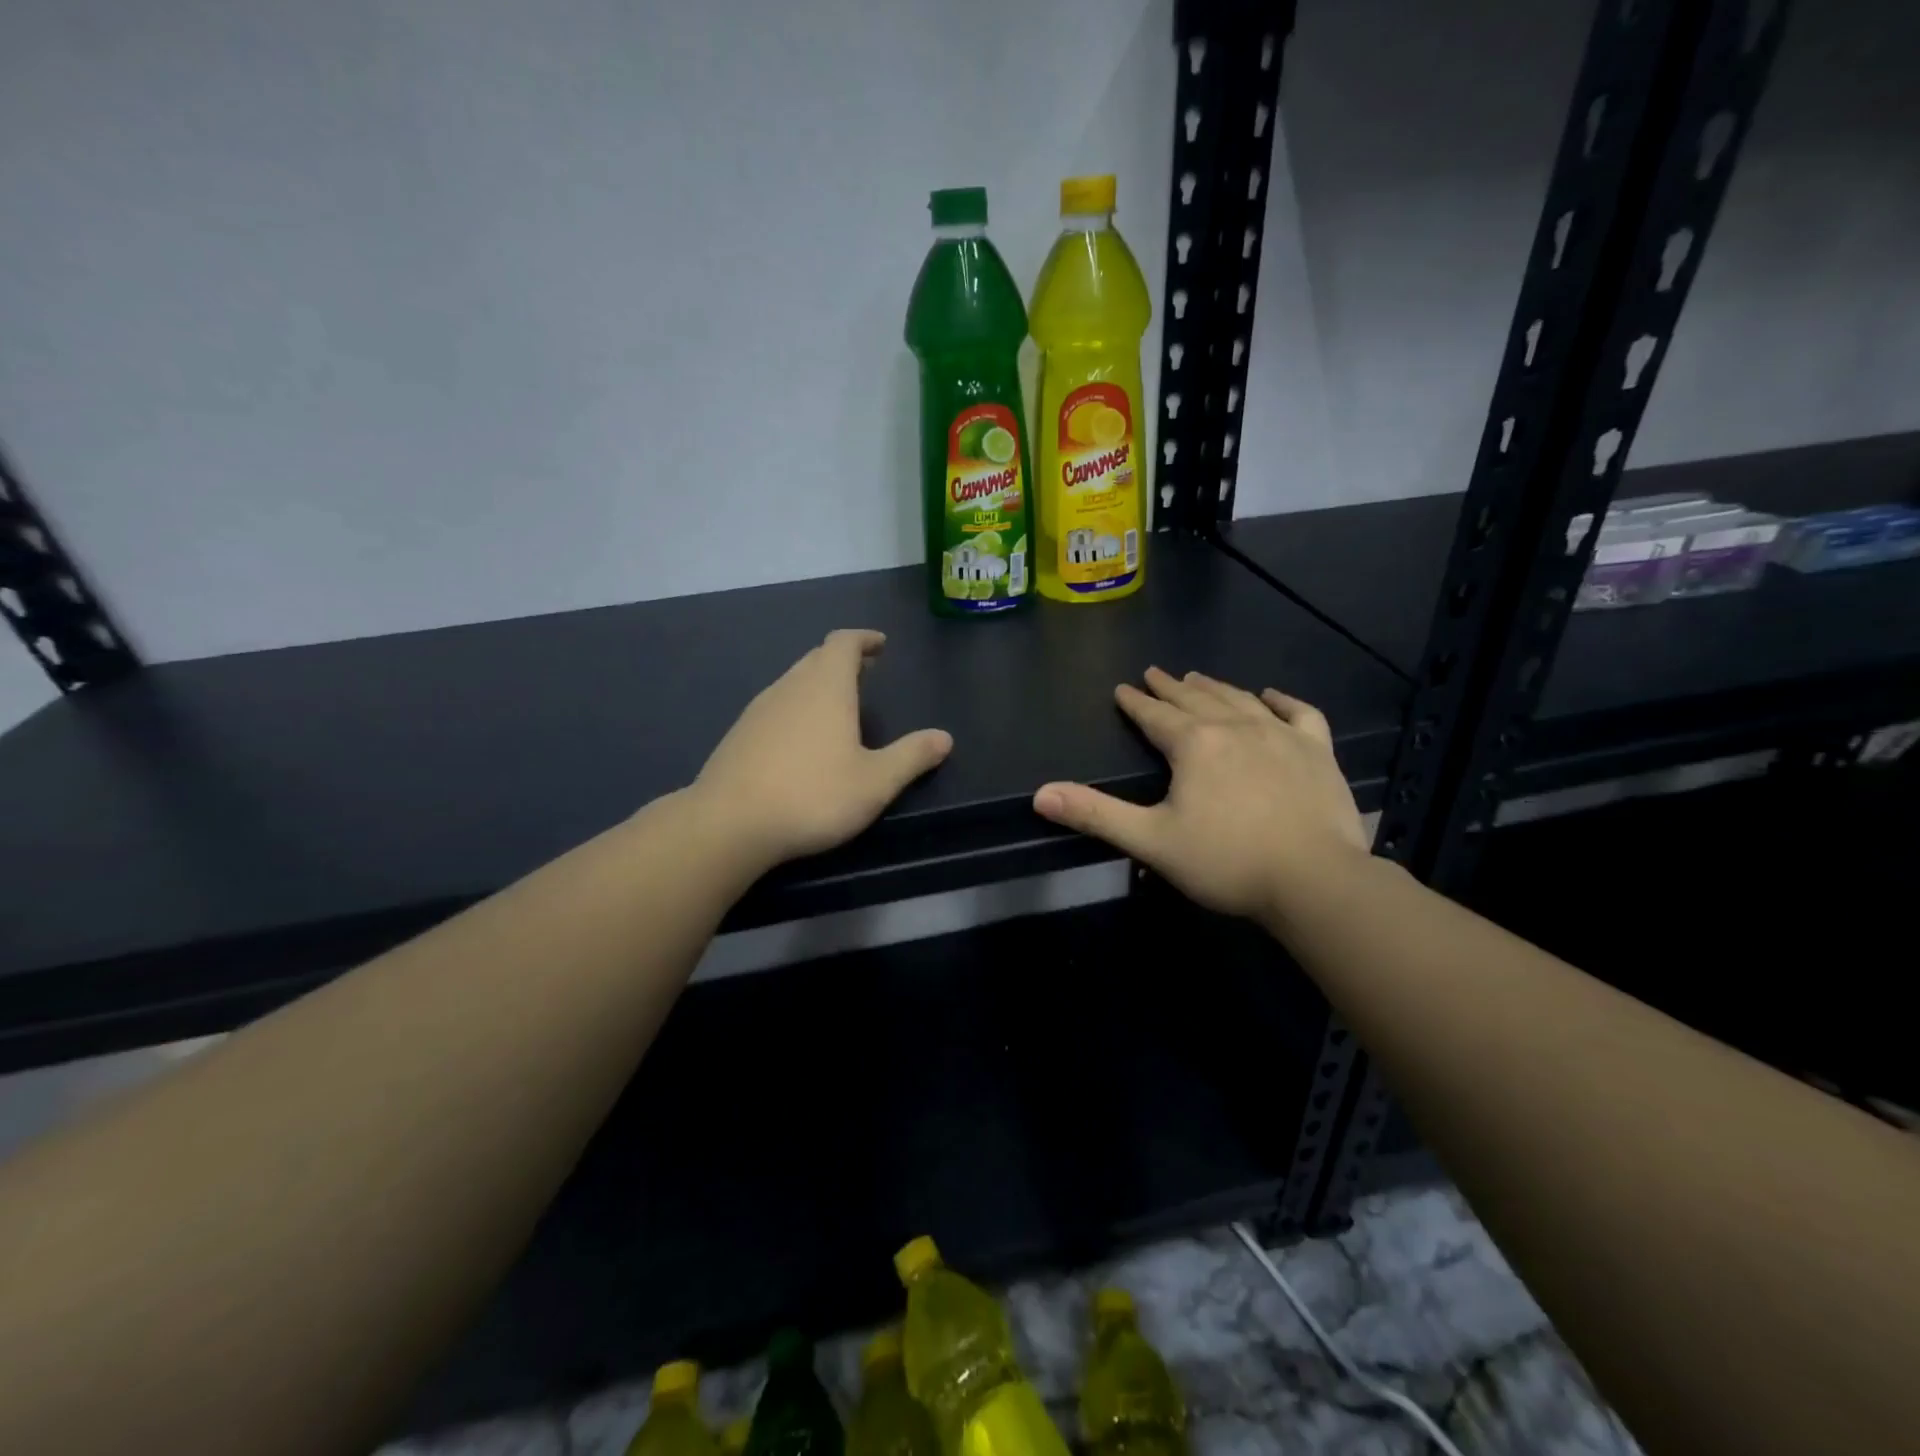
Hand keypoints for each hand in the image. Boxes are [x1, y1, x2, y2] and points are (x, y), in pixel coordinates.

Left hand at [691, 630, 952, 868]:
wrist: (729, 824)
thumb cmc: (813, 795)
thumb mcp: (875, 782)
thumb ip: (911, 757)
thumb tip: (944, 737)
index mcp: (826, 687)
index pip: (843, 643)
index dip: (863, 639)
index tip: (879, 644)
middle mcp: (790, 687)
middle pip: (817, 658)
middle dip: (843, 660)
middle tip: (866, 672)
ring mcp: (758, 710)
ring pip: (793, 682)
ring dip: (817, 684)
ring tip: (838, 705)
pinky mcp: (738, 735)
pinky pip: (775, 707)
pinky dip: (796, 708)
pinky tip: (801, 740)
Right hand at [1032, 667, 1368, 926]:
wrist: (1315, 881)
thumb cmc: (1225, 861)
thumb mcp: (1150, 841)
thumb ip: (1095, 814)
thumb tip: (1040, 794)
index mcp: (1193, 744)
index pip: (1155, 715)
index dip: (1135, 702)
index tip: (1122, 688)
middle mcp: (1235, 726)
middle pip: (1195, 699)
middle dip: (1170, 687)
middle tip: (1154, 674)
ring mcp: (1281, 735)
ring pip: (1240, 699)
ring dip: (1214, 687)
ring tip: (1198, 678)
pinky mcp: (1317, 751)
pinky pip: (1299, 713)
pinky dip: (1281, 700)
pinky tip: (1269, 696)